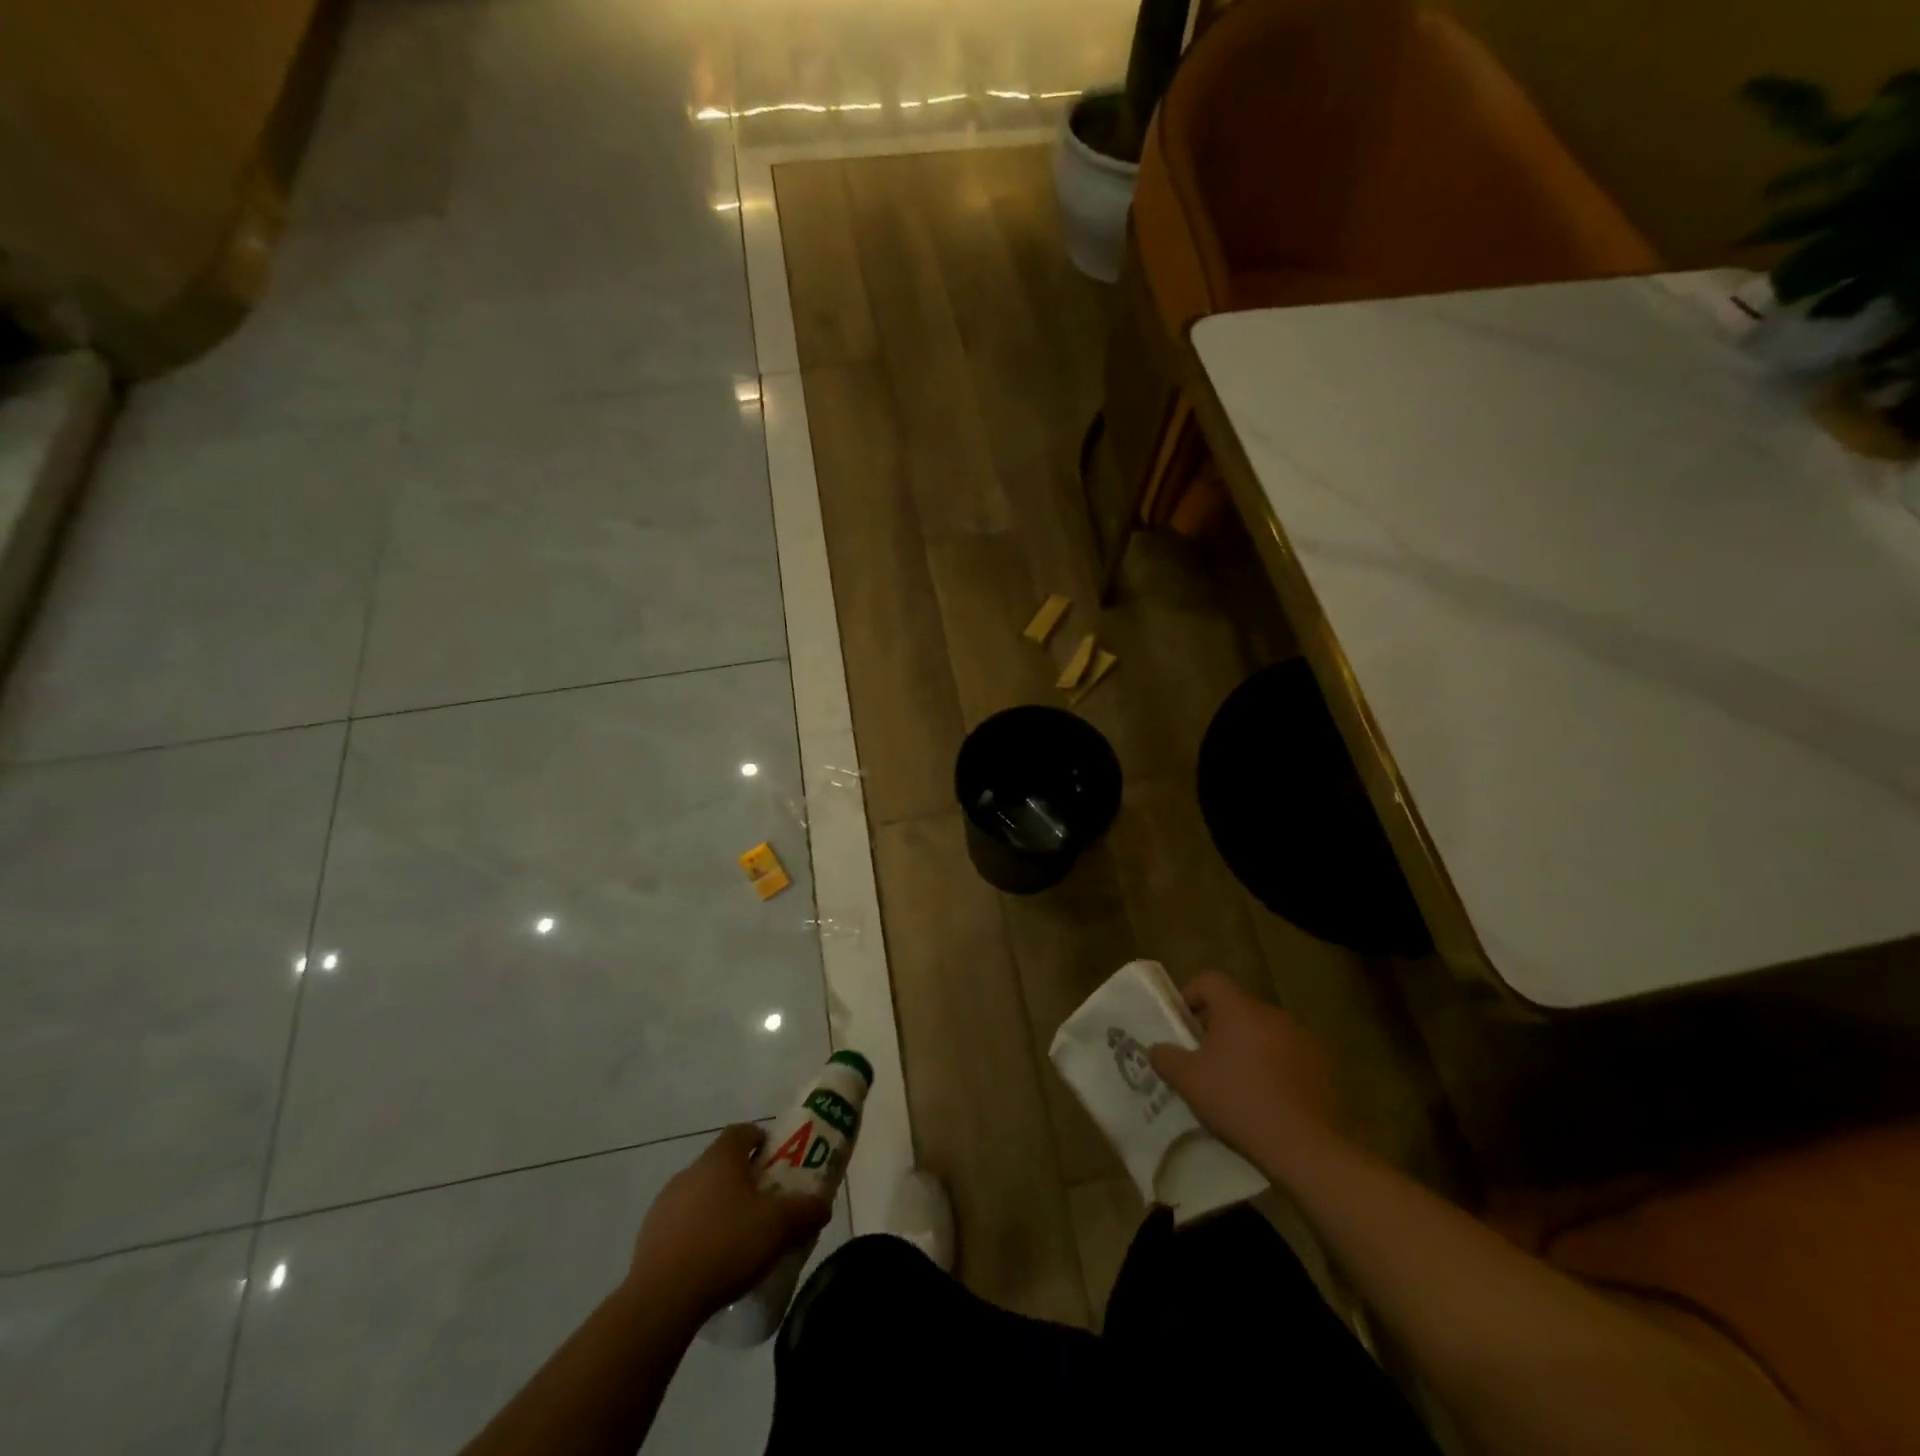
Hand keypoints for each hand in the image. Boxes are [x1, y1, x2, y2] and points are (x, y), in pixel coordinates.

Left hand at [629, 1125, 832, 1316]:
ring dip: (718, 1207)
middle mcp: (690, 1171)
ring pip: (700, 1194)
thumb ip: (807, 1210)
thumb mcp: (780, 1227)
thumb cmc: (726, 1246)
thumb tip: (823, 1203)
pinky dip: (697, 1234)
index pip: (742, 1132)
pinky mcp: (648, 1237)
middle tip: (764, 1205)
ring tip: (737, 1239)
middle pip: (721, 1164)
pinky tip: (710, 1263)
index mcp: (720, 1158)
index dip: (761, 1140)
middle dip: (743, 1179)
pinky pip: (681, 1224)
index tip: (775, 1162)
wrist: (662, 1300)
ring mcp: (665, 1204)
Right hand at [1149, 973, 1342, 1174]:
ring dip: (1248, 1048)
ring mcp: (1303, 1039)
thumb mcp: (1188, 1081)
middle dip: (1218, 1027)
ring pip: (1264, 1032)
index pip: (1210, 980)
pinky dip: (1274, 1068)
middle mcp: (1273, 1014)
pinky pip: (1288, 1056)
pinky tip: (1268, 1100)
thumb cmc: (1239, 1101)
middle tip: (1205, 1058)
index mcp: (1239, 1008)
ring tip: (1237, 1083)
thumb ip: (1166, 1058)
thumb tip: (1156, 1049)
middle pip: (1237, 1007)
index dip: (1190, 995)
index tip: (1182, 1025)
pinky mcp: (1323, 1067)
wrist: (1306, 1146)